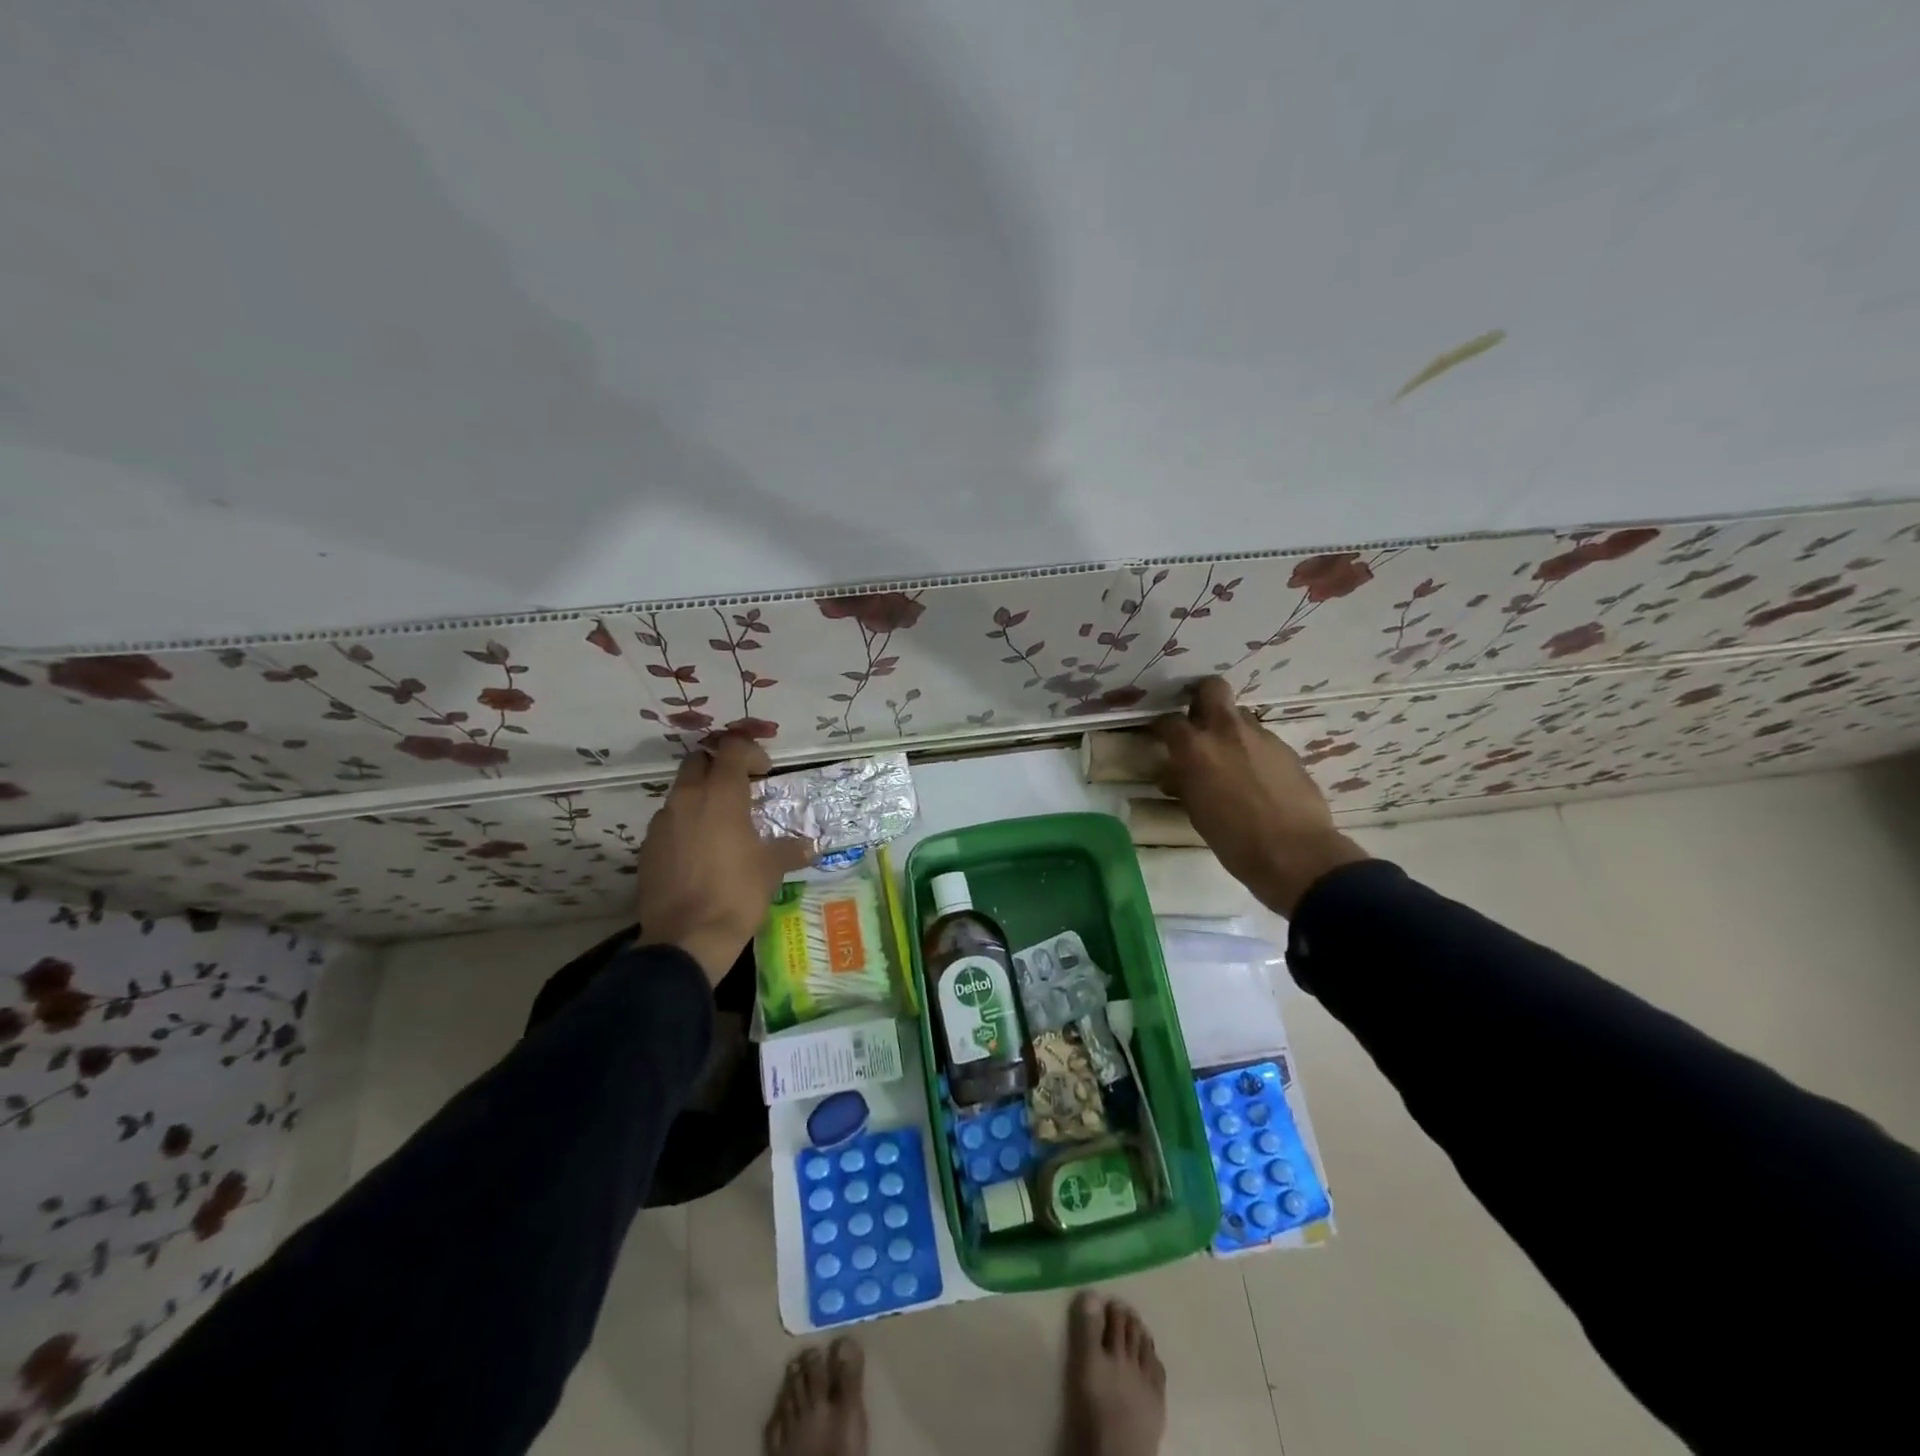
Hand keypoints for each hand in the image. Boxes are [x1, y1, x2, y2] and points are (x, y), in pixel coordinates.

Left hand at [634, 736, 814, 984]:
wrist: (686, 938)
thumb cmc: (737, 893)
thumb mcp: (772, 869)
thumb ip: (790, 850)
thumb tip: (810, 847)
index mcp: (720, 794)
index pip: (732, 748)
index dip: (751, 752)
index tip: (764, 772)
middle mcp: (686, 798)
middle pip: (699, 761)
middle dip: (720, 767)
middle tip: (741, 789)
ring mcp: (662, 822)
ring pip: (681, 791)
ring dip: (701, 796)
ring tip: (722, 824)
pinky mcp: (647, 847)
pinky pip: (669, 821)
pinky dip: (685, 824)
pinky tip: (701, 851)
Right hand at [1150, 677, 1368, 915]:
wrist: (1294, 853)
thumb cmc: (1233, 839)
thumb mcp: (1195, 811)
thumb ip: (1184, 782)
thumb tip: (1175, 773)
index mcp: (1196, 748)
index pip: (1169, 720)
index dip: (1161, 726)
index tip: (1160, 736)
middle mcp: (1227, 731)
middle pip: (1212, 688)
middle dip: (1201, 697)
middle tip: (1196, 720)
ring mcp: (1261, 736)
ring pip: (1240, 715)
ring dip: (1229, 728)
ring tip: (1228, 756)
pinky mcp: (1286, 749)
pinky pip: (1261, 738)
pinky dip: (1252, 749)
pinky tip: (1254, 776)